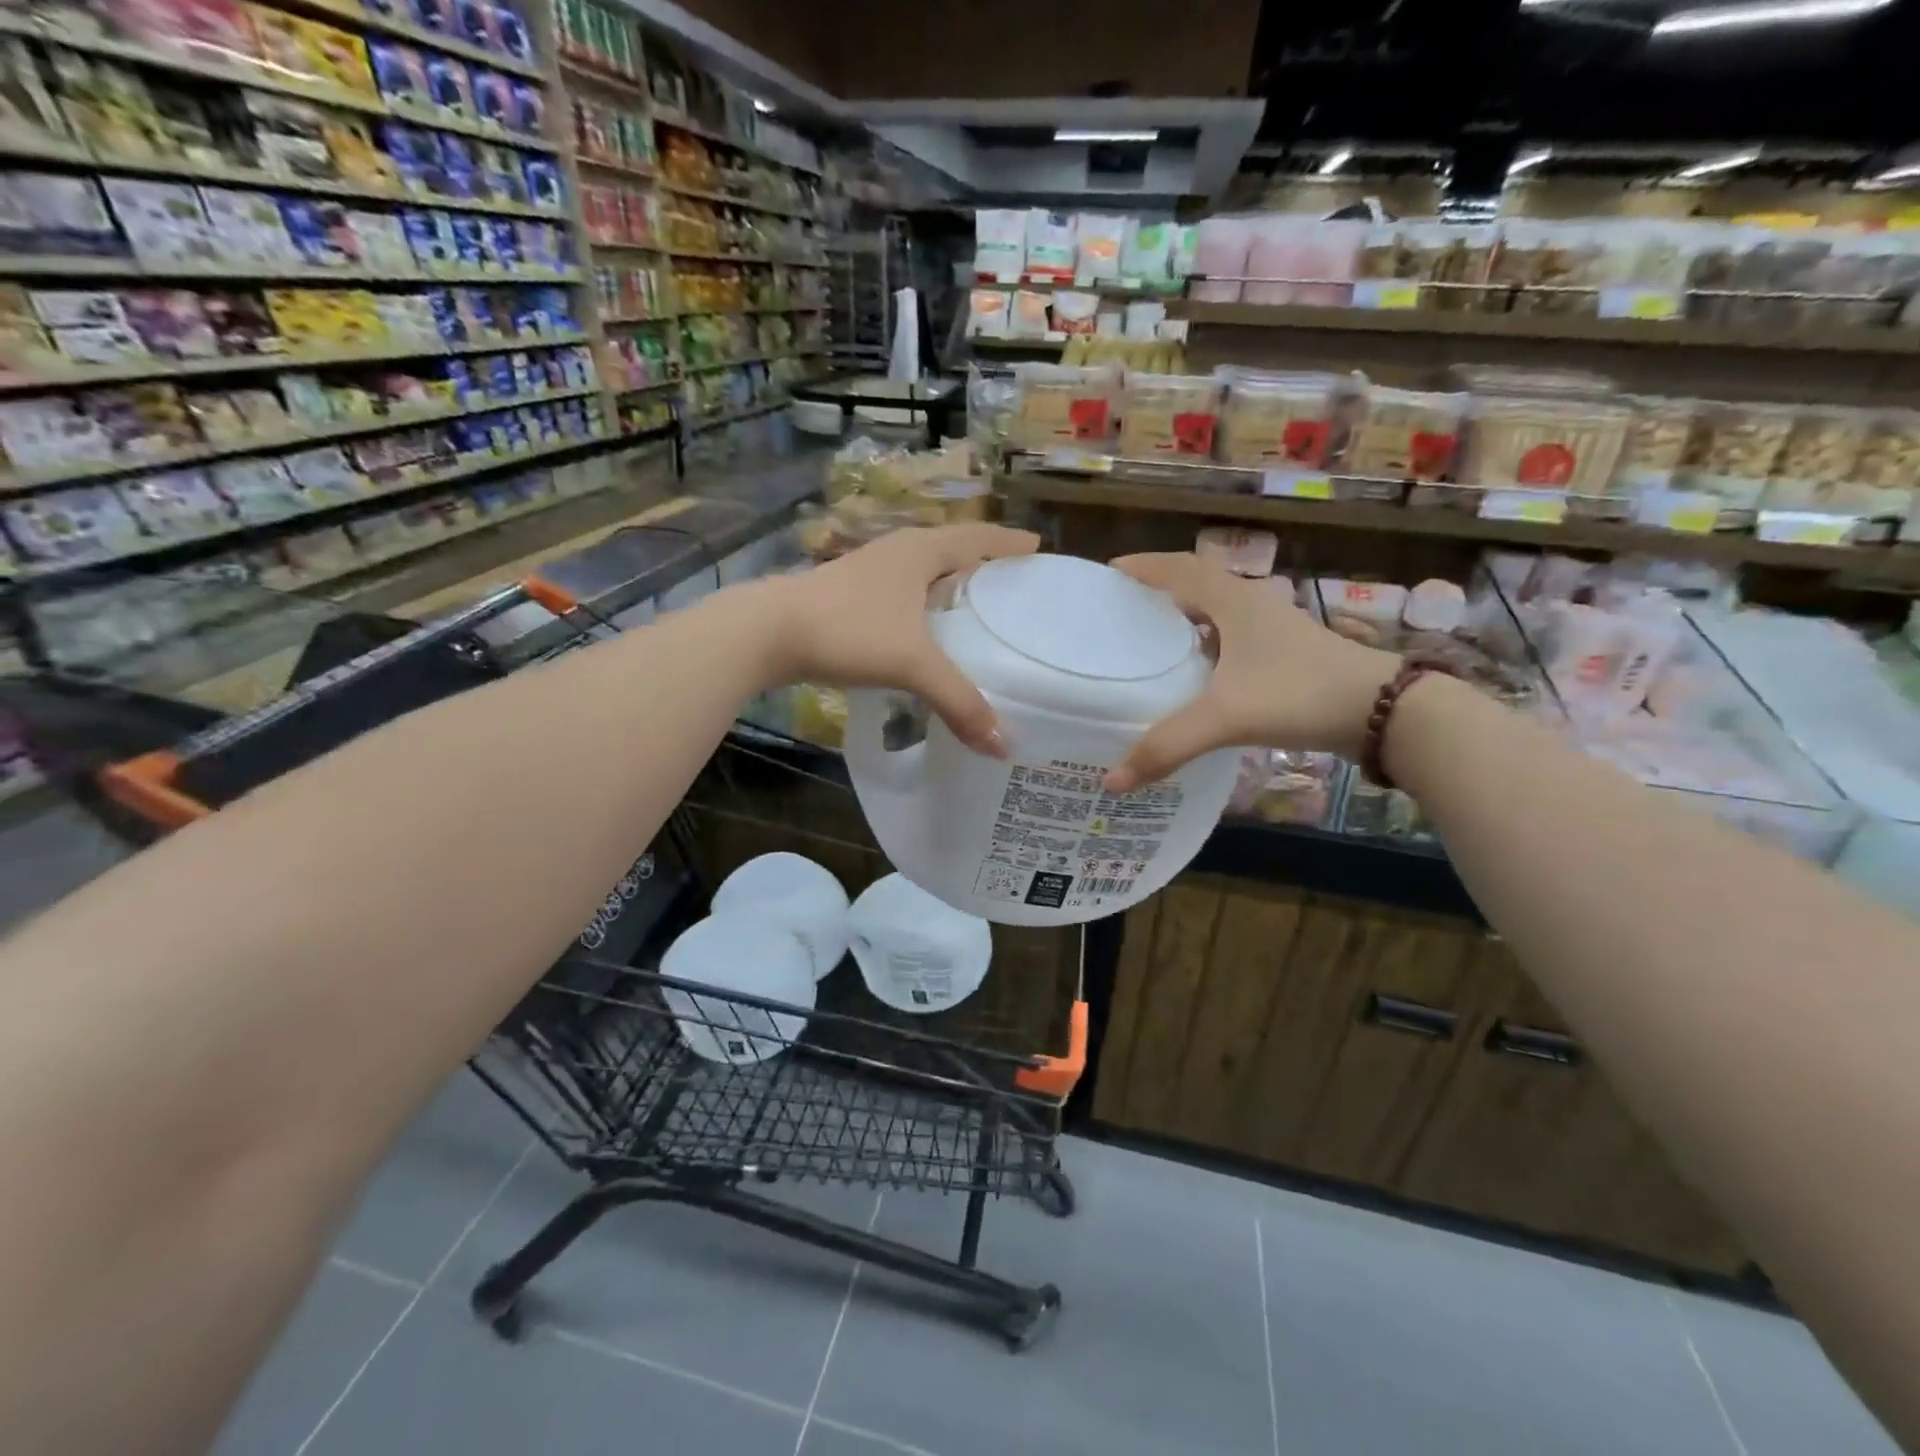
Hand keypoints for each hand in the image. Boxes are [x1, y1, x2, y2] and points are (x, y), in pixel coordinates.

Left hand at [762, 523, 1039, 755]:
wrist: (768, 632)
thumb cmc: (848, 630)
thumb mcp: (911, 664)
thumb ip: (959, 701)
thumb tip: (1003, 744)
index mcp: (921, 551)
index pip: (979, 538)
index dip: (1009, 544)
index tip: (1038, 550)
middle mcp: (897, 552)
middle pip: (952, 549)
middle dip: (983, 562)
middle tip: (1013, 585)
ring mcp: (869, 571)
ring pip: (923, 571)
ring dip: (949, 583)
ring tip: (975, 609)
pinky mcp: (848, 594)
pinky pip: (901, 593)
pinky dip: (923, 605)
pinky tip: (924, 631)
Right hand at [1104, 553, 1400, 792]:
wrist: (1382, 711)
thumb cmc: (1299, 694)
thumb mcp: (1227, 717)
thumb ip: (1168, 746)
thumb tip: (1111, 782)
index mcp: (1233, 601)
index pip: (1178, 569)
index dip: (1142, 567)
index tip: (1108, 573)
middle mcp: (1251, 605)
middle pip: (1195, 585)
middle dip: (1156, 591)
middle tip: (1119, 610)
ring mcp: (1270, 630)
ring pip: (1214, 613)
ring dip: (1182, 619)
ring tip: (1145, 641)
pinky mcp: (1282, 655)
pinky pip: (1230, 639)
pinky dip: (1204, 647)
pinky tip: (1191, 676)